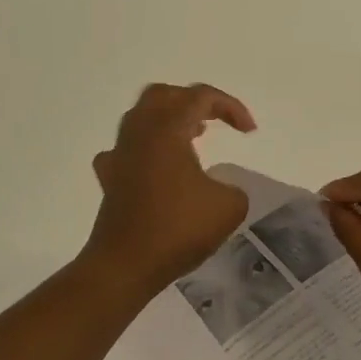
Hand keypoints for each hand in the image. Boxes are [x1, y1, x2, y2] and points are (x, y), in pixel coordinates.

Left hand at [83, 83, 255, 292]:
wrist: (126, 265)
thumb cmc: (178, 229)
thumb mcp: (229, 206)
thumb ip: (233, 187)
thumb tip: (220, 189)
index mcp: (167, 129)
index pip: (200, 96)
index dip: (230, 107)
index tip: (249, 132)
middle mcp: (139, 133)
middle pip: (163, 95)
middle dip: (193, 101)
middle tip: (215, 119)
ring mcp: (120, 155)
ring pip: (142, 118)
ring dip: (169, 121)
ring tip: (193, 136)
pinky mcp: (111, 179)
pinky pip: (127, 149)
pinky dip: (147, 149)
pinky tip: (159, 167)